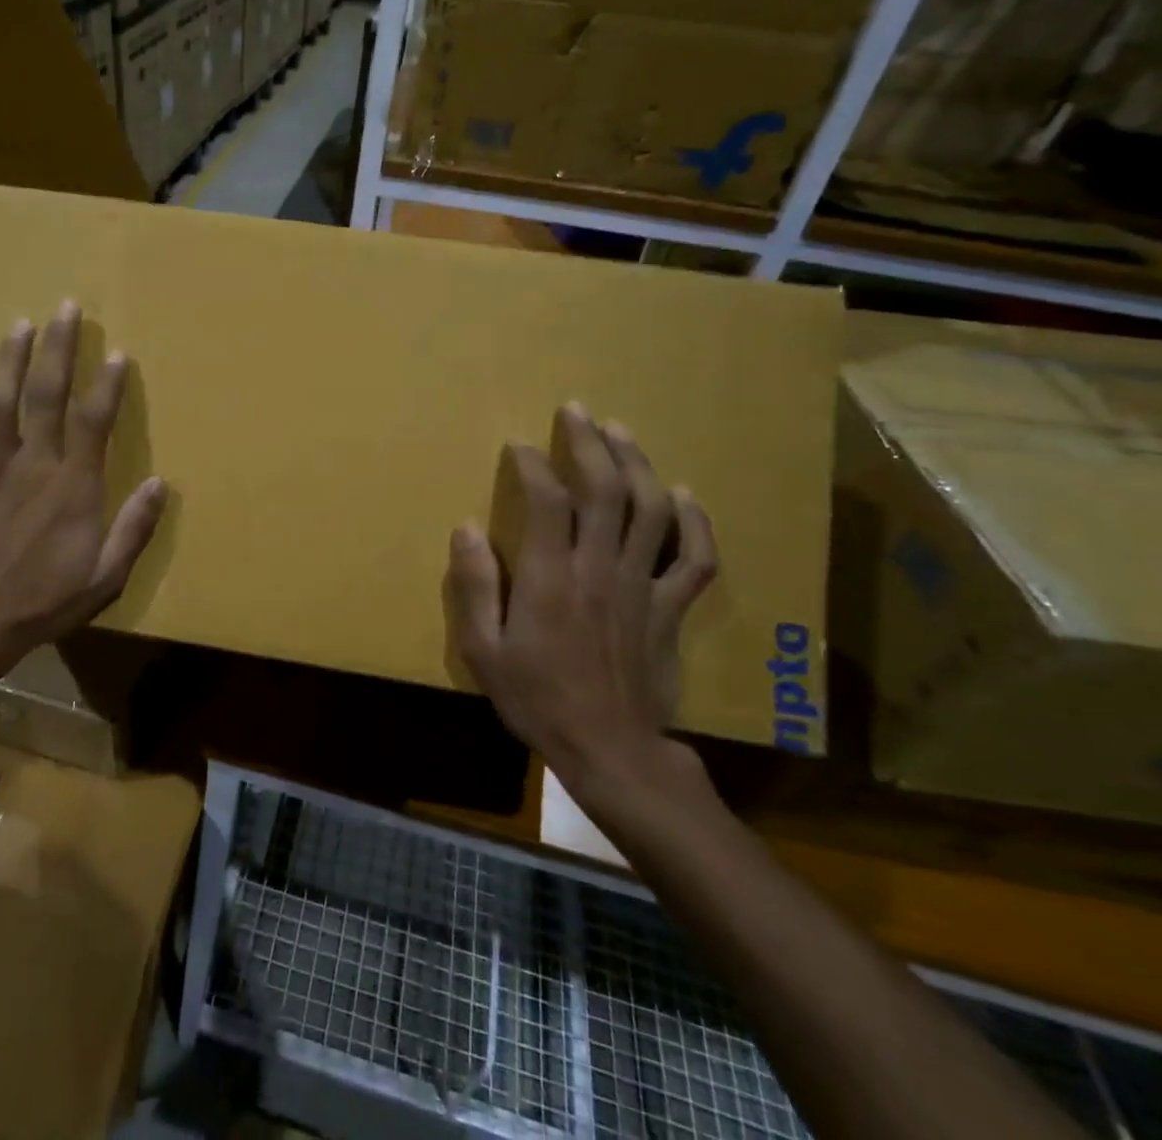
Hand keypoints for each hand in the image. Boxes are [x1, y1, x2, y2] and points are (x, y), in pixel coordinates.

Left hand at [0, 301, 166, 670]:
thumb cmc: (47, 601)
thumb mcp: (106, 577)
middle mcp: (33, 467)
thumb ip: (134, 529)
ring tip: (20, 323)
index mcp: (73, 487)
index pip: (92, 422)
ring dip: (9, 361)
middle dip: (57, 350)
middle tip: (65, 308)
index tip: (116, 353)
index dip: (106, 385)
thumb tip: (161, 484)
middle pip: (45, 397)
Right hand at [445, 402, 717, 797]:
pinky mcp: (669, 608)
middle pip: (604, 489)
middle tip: (576, 411)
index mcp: (550, 578)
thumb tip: (466, 528)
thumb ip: (473, 586)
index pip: (547, 500)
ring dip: (636, 464)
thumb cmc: (536, 699)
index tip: (519, 445)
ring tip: (620, 433)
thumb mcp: (483, 650)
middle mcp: (599, 569)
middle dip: (589, 443)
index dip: (533, 463)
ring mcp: (642, 586)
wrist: (609, 750)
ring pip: (651, 510)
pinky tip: (685, 497)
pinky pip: (694, 559)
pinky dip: (695, 524)